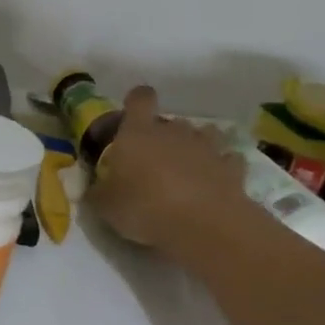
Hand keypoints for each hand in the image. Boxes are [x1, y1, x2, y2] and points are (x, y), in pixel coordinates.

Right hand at [89, 85, 248, 253]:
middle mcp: (173, 132)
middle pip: (169, 121)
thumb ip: (97, 193)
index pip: (139, 99)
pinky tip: (212, 184)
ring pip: (202, 134)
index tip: (131, 115)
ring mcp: (206, 147)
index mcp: (138, 134)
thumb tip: (92, 189)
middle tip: (152, 162)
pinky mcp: (231, 167)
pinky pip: (225, 160)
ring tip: (185, 170)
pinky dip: (219, 168)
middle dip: (162, 136)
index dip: (136, 102)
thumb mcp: (105, 206)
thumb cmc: (144, 207)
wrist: (203, 224)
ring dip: (193, 147)